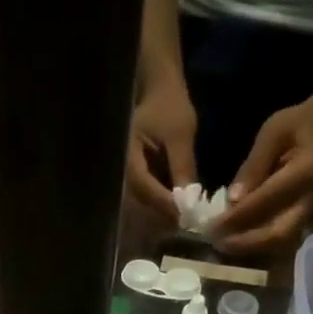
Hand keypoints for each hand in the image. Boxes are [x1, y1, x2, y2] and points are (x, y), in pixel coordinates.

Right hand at [126, 82, 198, 226]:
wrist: (159, 90)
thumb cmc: (168, 105)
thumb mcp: (180, 133)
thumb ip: (182, 166)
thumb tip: (189, 200)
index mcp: (127, 157)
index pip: (144, 187)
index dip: (164, 203)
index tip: (185, 214)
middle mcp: (123, 172)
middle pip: (141, 203)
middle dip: (165, 214)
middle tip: (188, 223)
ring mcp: (129, 177)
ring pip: (145, 205)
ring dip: (165, 213)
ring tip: (186, 219)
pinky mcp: (139, 179)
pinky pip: (149, 198)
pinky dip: (164, 205)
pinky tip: (180, 209)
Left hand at [213, 101, 312, 257]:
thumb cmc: (293, 128)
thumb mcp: (271, 134)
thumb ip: (253, 166)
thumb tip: (233, 200)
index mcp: (306, 172)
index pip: (267, 200)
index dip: (238, 216)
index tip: (212, 225)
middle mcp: (310, 200)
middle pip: (277, 234)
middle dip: (243, 243)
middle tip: (215, 242)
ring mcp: (308, 216)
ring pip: (277, 245)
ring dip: (247, 249)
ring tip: (220, 245)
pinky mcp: (302, 224)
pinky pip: (277, 245)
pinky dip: (254, 248)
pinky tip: (233, 243)